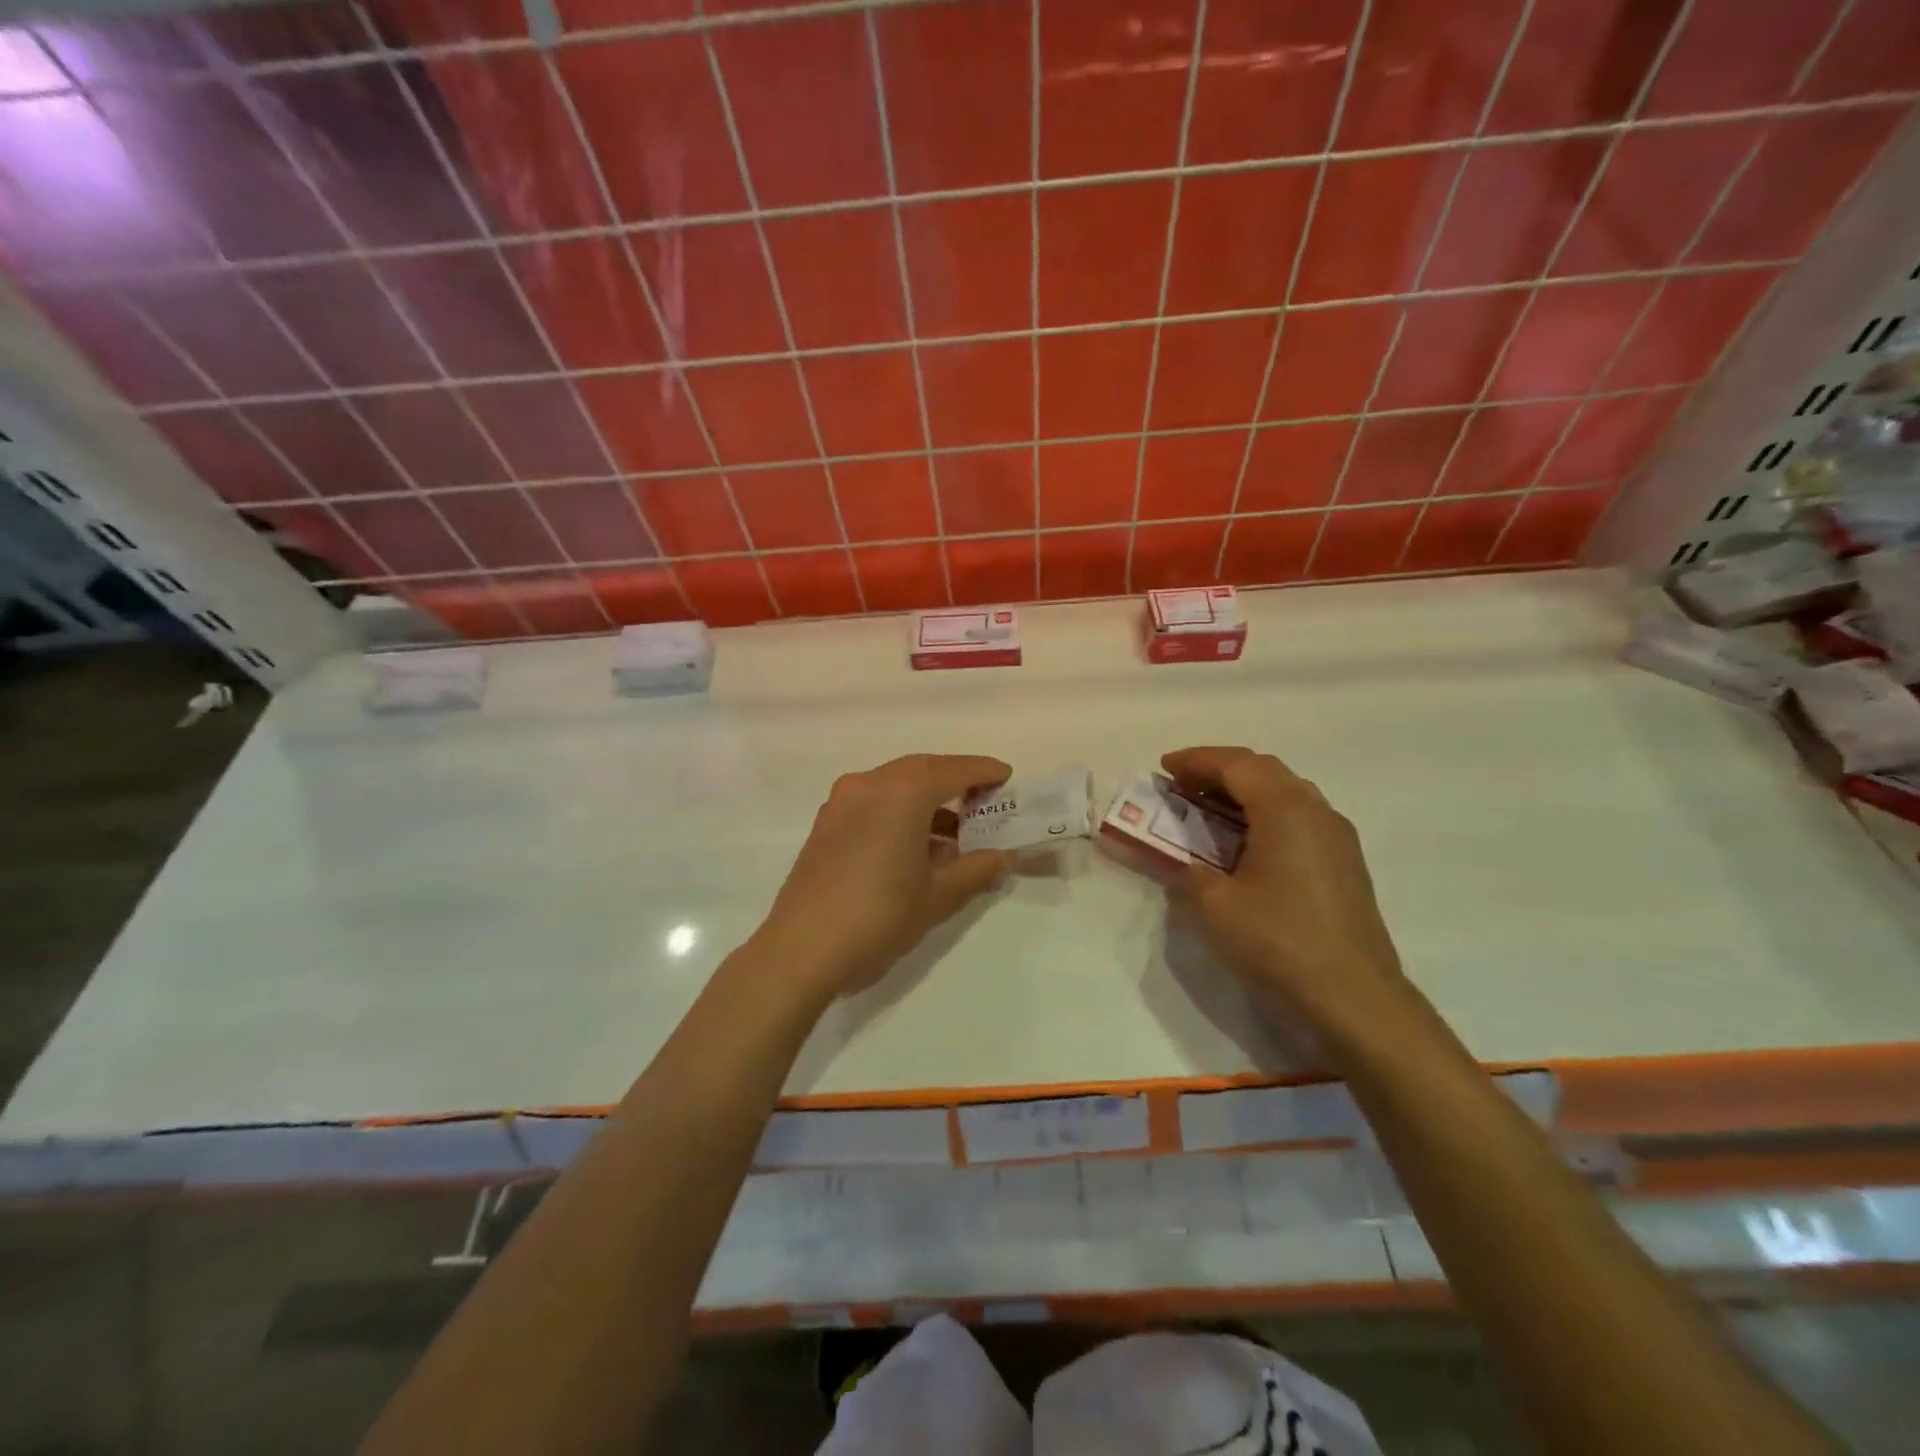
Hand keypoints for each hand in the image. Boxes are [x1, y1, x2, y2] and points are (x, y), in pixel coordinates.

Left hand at [756, 754, 1014, 999]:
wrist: (800, 952)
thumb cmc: (878, 917)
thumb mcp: (937, 896)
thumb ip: (976, 870)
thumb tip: (1003, 857)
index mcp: (901, 792)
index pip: (953, 770)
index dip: (984, 772)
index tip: (1007, 779)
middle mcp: (868, 784)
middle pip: (922, 771)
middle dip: (955, 784)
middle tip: (985, 803)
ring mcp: (841, 803)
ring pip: (895, 788)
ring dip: (927, 804)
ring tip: (956, 838)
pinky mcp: (825, 826)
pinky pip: (873, 804)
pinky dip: (900, 815)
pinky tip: (917, 850)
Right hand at [1162, 746, 1410, 1040]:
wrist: (1355, 1000)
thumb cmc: (1278, 942)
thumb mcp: (1213, 906)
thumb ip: (1185, 873)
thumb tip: (1175, 864)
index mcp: (1286, 809)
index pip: (1237, 764)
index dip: (1196, 760)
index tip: (1164, 768)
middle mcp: (1318, 812)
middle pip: (1264, 772)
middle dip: (1219, 772)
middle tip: (1182, 787)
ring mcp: (1338, 839)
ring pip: (1286, 795)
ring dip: (1244, 794)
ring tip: (1208, 813)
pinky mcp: (1345, 866)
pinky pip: (1299, 821)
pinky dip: (1264, 817)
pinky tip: (1246, 847)